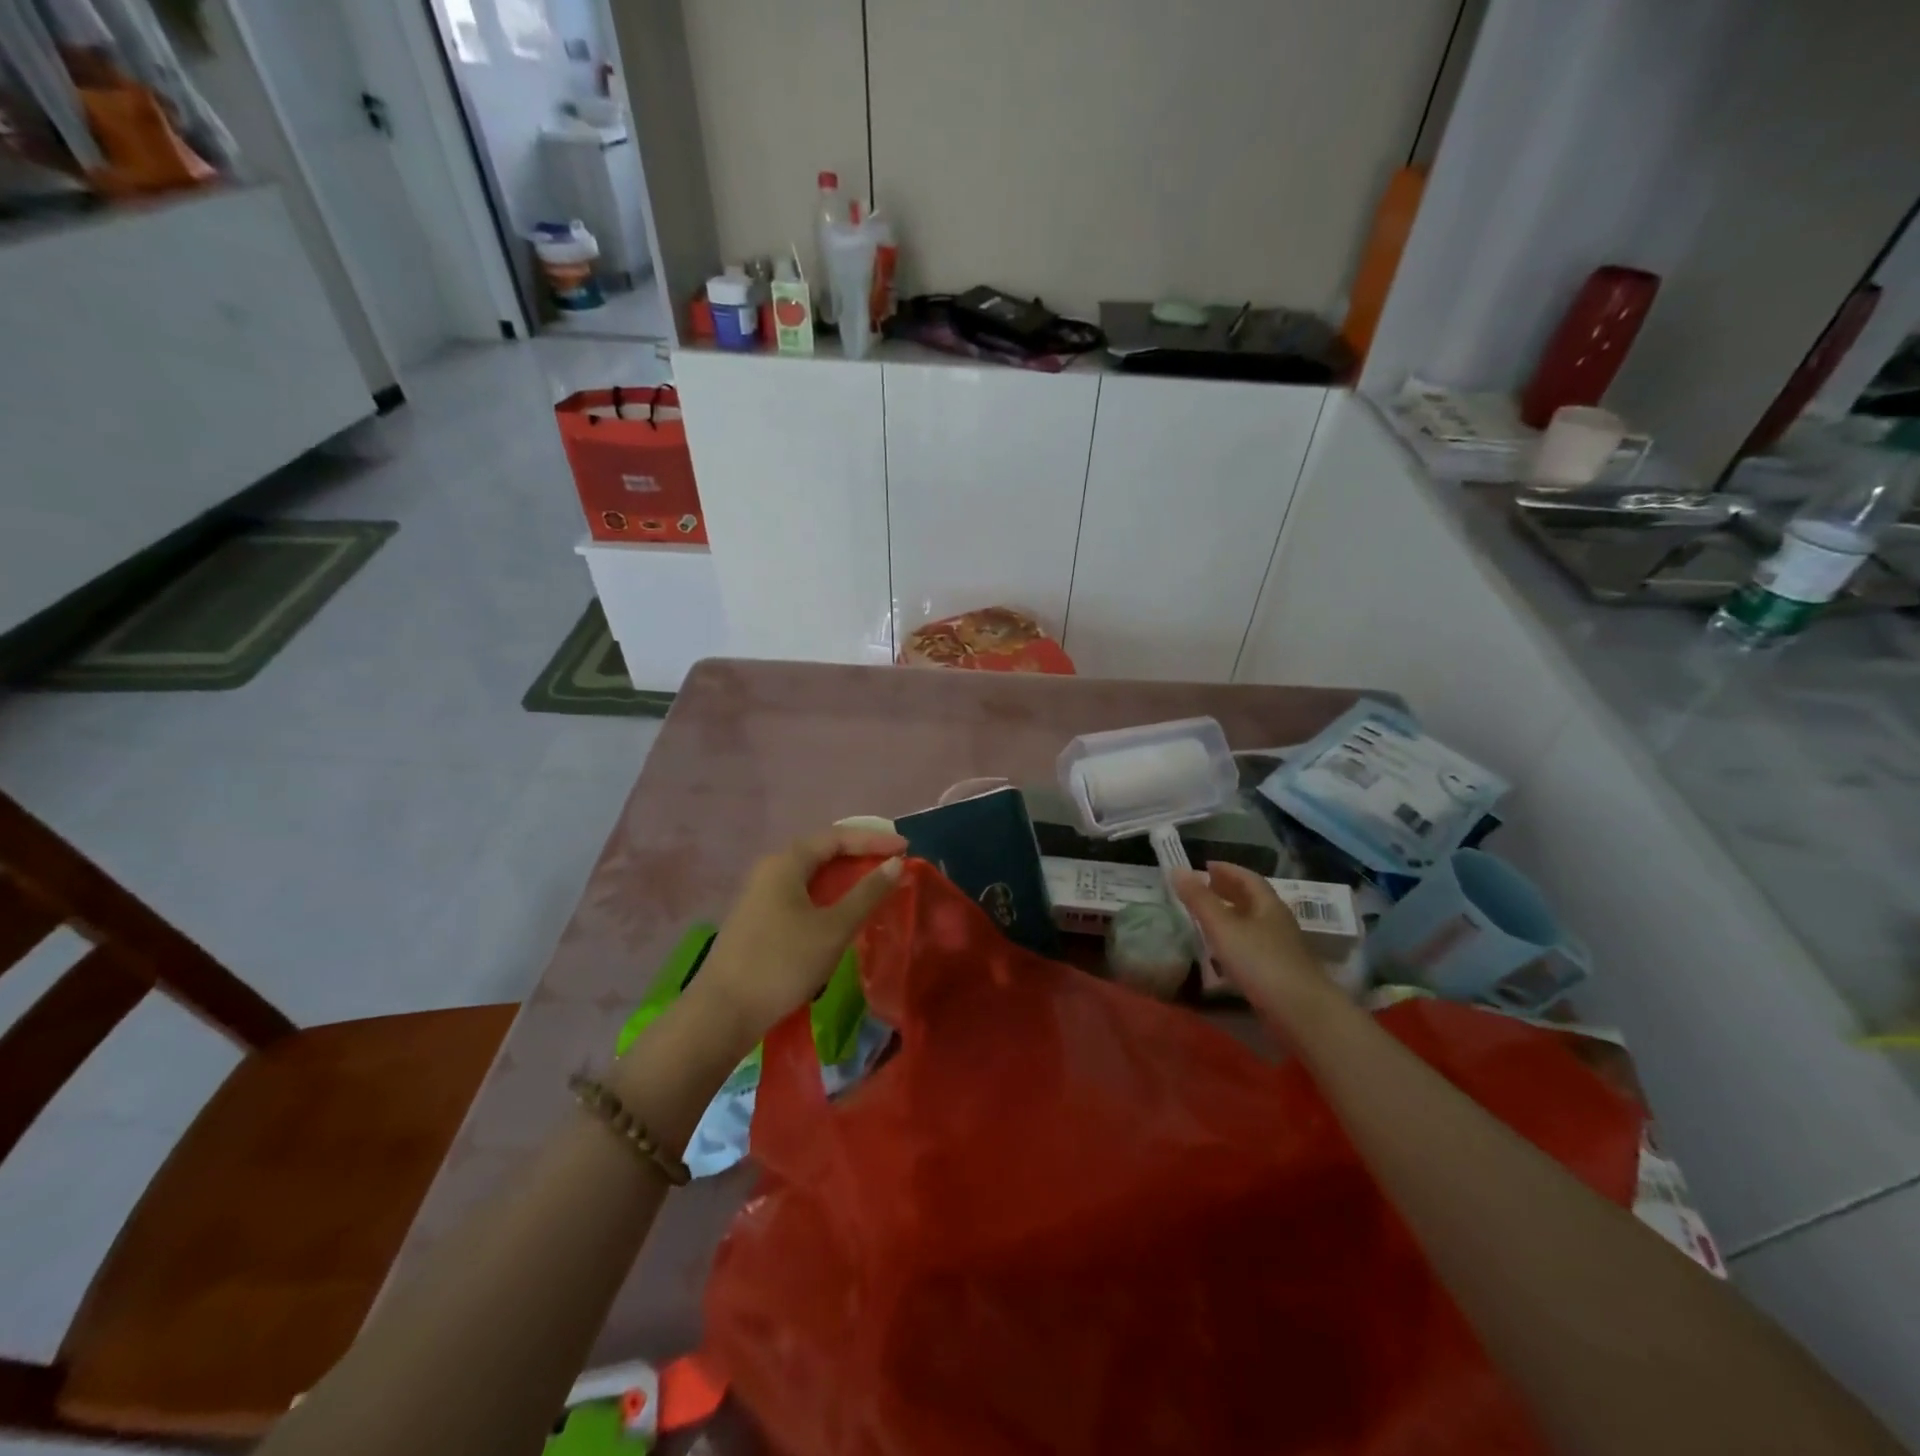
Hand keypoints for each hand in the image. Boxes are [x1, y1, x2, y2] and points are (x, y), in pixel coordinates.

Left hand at [697, 825, 906, 1047]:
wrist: (723, 1013)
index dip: (874, 839)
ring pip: (811, 874)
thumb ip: (867, 894)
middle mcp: (771, 869)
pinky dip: (828, 894)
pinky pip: (801, 893)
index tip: (906, 847)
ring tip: (875, 884)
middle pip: (822, 851)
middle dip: (860, 854)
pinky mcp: (759, 918)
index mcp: (786, 862)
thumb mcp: (833, 929)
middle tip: (893, 862)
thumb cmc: (782, 963)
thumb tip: (895, 863)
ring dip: (844, 876)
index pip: (837, 837)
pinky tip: (842, 911)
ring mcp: (761, 895)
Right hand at [1173, 862, 1333, 1026]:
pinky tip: (1223, 952)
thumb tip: (1177, 870)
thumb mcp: (1223, 927)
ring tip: (1208, 917)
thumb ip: (1199, 900)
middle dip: (1228, 890)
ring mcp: (1281, 948)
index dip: (1227, 869)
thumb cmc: (1260, 962)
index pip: (1248, 878)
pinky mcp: (1280, 972)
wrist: (1301, 1012)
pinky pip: (1254, 946)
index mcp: (1268, 905)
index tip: (1205, 865)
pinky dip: (1236, 940)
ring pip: (1253, 923)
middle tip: (1204, 888)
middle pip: (1253, 899)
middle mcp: (1278, 922)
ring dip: (1231, 915)